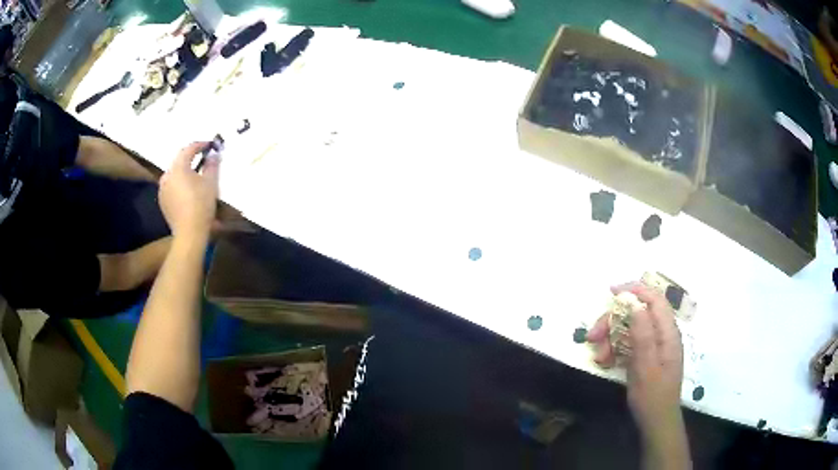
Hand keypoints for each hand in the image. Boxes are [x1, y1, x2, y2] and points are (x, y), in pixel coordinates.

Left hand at [158, 142, 218, 241]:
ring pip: (174, 174)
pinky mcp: (162, 201)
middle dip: (191, 158)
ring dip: (184, 172)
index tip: (210, 145)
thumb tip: (213, 155)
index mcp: (178, 167)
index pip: (189, 149)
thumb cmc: (201, 204)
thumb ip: (212, 165)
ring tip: (195, 176)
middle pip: (179, 161)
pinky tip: (188, 191)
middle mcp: (167, 175)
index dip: (200, 145)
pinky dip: (179, 184)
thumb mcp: (211, 183)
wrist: (189, 233)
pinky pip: (171, 186)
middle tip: (203, 159)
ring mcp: (163, 189)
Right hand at [587, 282, 690, 467]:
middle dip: (613, 321)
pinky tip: (605, 361)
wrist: (656, 422)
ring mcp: (654, 345)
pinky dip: (615, 348)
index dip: (635, 290)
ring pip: (630, 328)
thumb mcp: (646, 367)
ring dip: (611, 337)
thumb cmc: (652, 396)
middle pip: (637, 314)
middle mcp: (662, 334)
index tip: (611, 292)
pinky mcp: (646, 355)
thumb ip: (643, 334)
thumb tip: (635, 304)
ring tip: (599, 356)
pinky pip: (628, 343)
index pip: (654, 299)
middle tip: (593, 336)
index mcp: (667, 333)